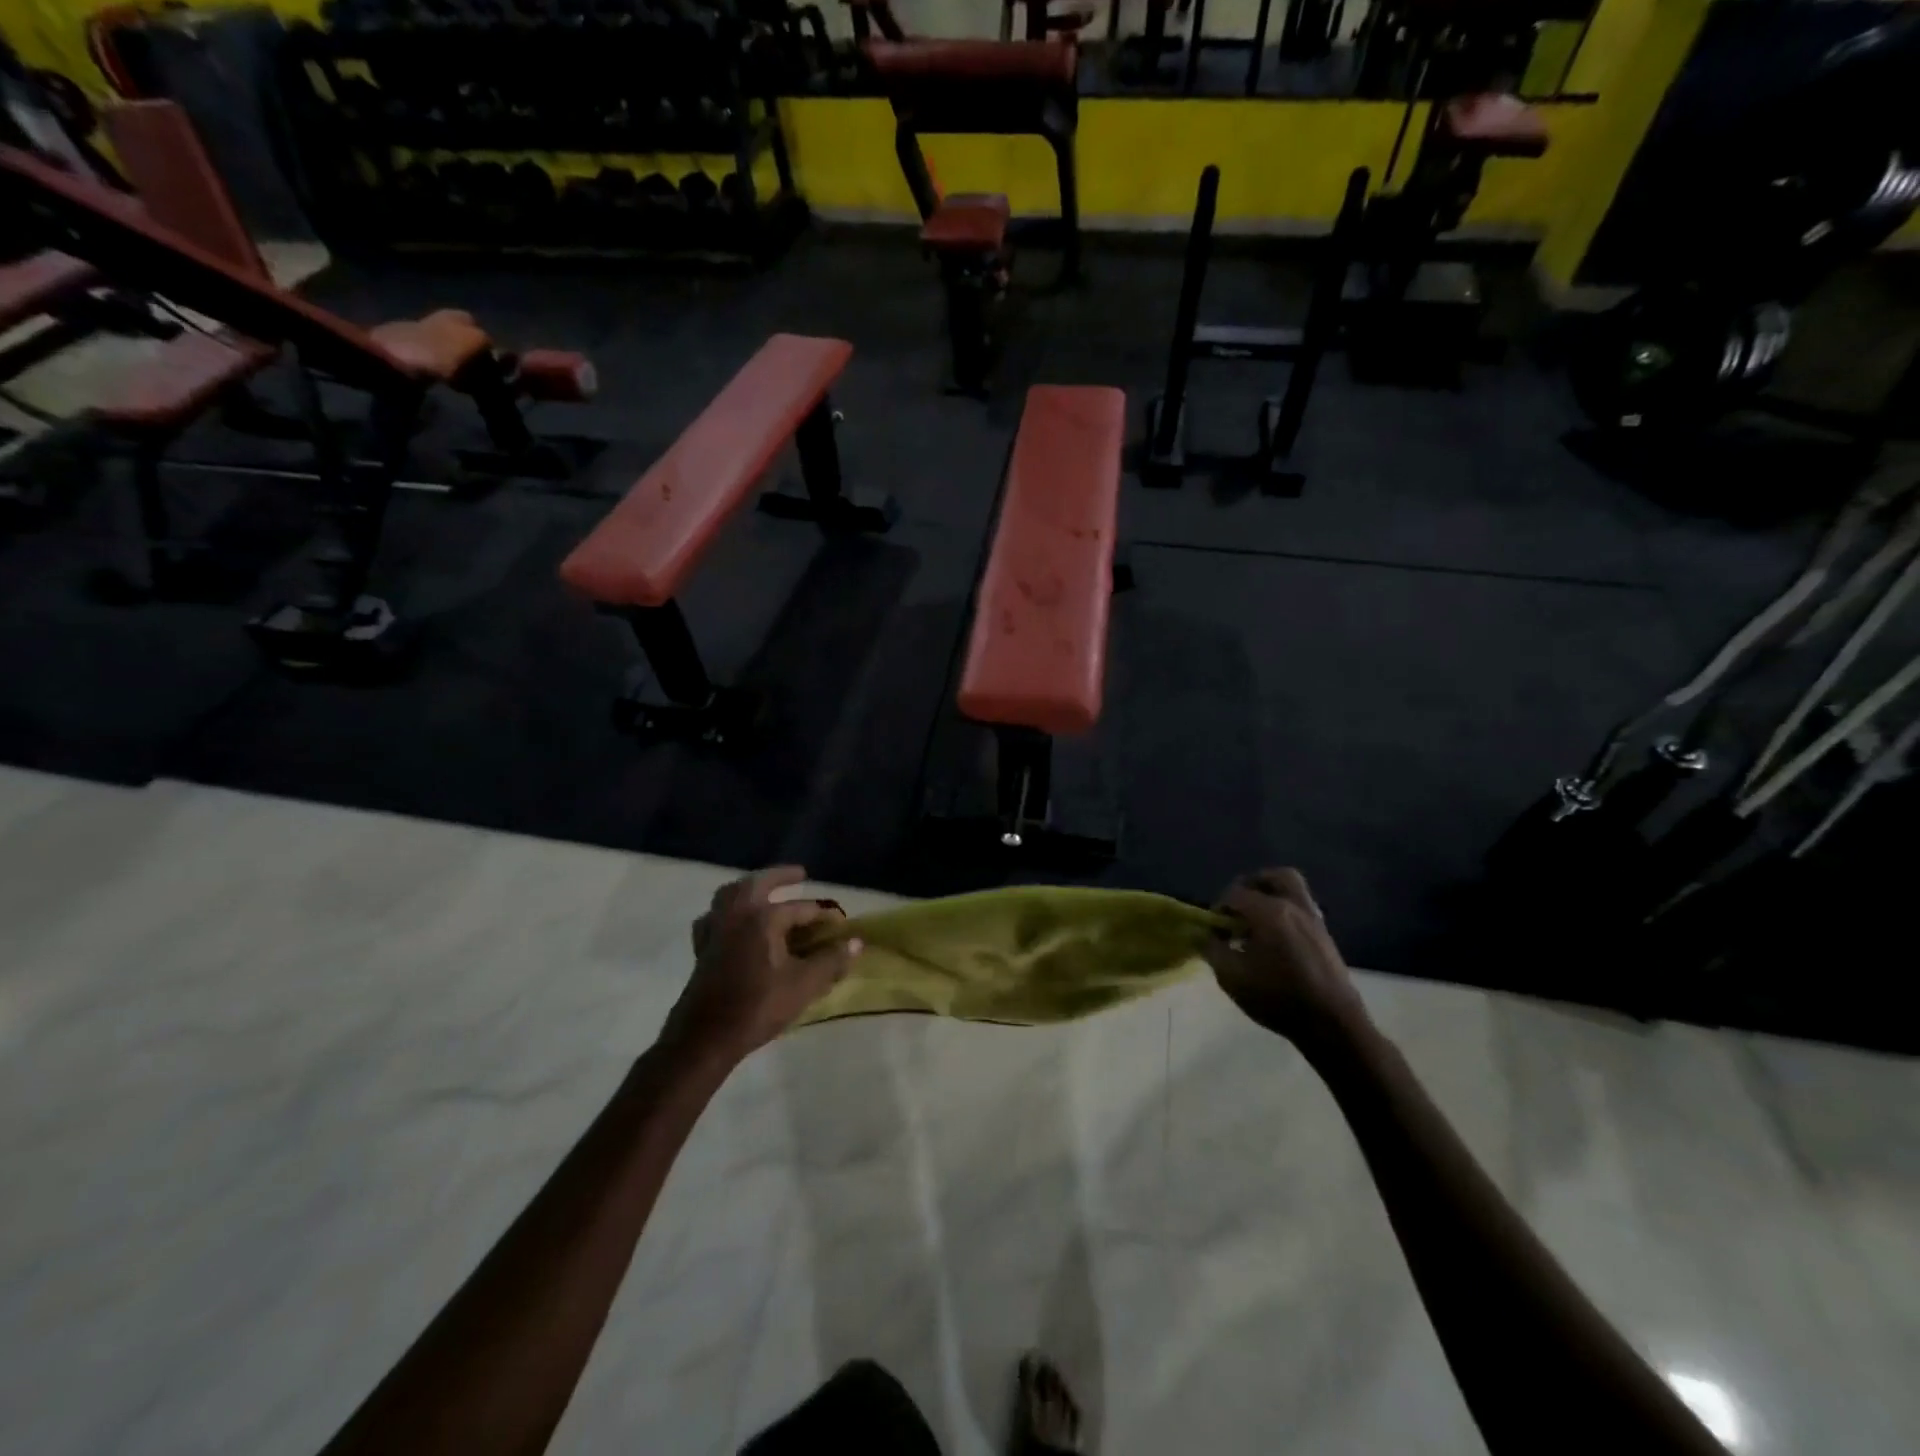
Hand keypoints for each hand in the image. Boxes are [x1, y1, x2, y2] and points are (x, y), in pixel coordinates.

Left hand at [664, 867, 862, 1064]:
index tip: (840, 922)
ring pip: (729, 895)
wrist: (705, 1038)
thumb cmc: (758, 1007)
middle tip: (799, 874)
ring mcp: (715, 930)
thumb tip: (856, 942)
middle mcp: (737, 915)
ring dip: (748, 887)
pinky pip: (713, 918)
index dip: (823, 915)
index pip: (801, 908)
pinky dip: (725, 912)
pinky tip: (733, 922)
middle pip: (757, 884)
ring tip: (764, 891)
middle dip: (779, 876)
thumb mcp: (804, 985)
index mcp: (763, 918)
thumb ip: (831, 960)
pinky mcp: (702, 949)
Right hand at [1204, 869, 1365, 1044]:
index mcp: (1269, 912)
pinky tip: (1275, 940)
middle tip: (1237, 908)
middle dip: (1251, 886)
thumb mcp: (1231, 977)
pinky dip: (1285, 912)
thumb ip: (1213, 949)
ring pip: (1292, 889)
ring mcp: (1314, 919)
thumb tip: (1206, 935)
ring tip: (1256, 922)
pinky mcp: (1325, 935)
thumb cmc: (1277, 999)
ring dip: (1270, 897)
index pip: (1235, 894)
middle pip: (1273, 877)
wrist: (1332, 1025)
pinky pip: (1301, 908)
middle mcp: (1293, 907)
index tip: (1214, 931)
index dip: (1218, 908)